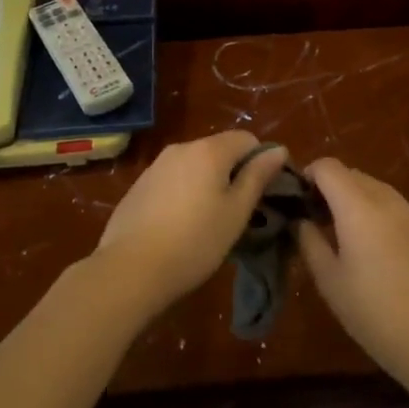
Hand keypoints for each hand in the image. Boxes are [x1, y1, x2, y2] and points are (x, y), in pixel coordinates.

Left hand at [91, 132, 286, 320]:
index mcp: (209, 150)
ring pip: (195, 165)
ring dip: (208, 183)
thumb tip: (278, 150)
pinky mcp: (140, 185)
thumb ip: (258, 176)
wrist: (130, 268)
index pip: (248, 139)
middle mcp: (182, 148)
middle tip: (238, 212)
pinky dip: (184, 192)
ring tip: (209, 222)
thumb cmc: (195, 241)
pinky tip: (180, 225)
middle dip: (234, 173)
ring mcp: (157, 165)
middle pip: (220, 149)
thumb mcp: (236, 212)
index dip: (261, 161)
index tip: (263, 194)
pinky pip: (174, 179)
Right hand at [296, 159, 408, 393]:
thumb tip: (300, 220)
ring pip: (375, 188)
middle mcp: (386, 199)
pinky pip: (394, 206)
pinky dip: (378, 212)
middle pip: (351, 174)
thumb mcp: (329, 280)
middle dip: (330, 188)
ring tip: (346, 235)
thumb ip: (309, 241)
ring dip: (355, 199)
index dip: (308, 175)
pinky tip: (377, 249)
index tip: (298, 200)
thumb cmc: (373, 312)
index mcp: (358, 206)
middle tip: (317, 220)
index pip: (328, 166)